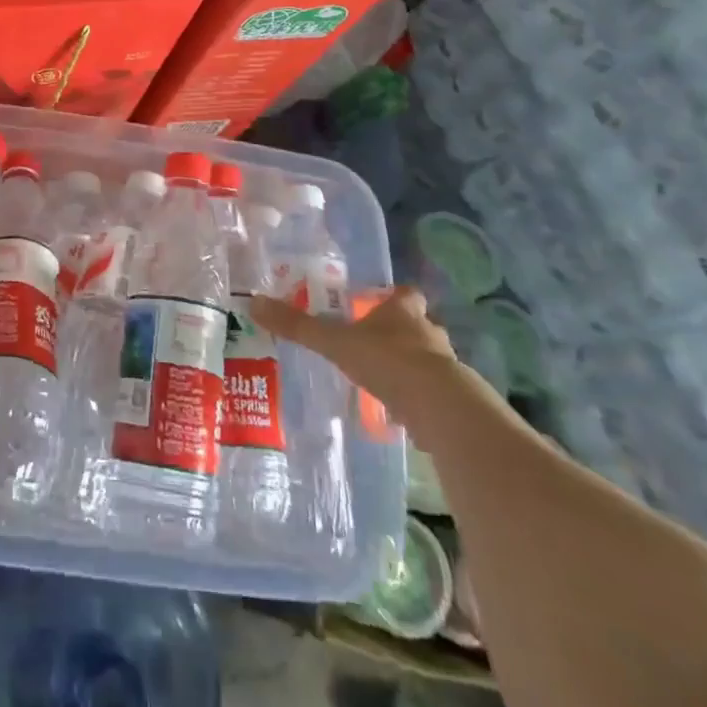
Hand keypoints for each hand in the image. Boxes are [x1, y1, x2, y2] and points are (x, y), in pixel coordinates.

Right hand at [250, 286, 458, 427]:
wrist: (440, 408)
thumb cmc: (388, 361)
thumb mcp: (335, 342)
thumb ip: (298, 326)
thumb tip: (253, 302)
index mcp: (403, 312)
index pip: (405, 295)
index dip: (394, 298)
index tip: (378, 304)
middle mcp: (428, 333)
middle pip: (419, 326)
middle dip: (401, 332)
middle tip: (375, 343)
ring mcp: (446, 368)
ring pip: (428, 360)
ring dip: (411, 367)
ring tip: (384, 380)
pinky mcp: (453, 402)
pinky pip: (433, 395)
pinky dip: (418, 399)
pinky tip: (400, 411)